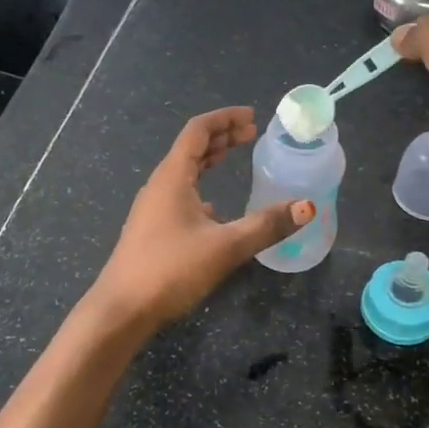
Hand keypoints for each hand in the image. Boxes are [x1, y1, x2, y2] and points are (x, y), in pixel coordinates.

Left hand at [90, 107, 311, 330]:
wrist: (121, 310)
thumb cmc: (170, 269)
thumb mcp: (225, 246)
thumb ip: (266, 225)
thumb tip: (307, 207)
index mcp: (172, 176)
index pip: (198, 131)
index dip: (225, 118)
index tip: (252, 117)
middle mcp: (159, 185)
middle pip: (191, 148)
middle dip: (222, 137)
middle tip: (251, 134)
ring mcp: (152, 208)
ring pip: (184, 172)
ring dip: (210, 160)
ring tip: (235, 158)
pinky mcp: (152, 230)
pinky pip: (179, 195)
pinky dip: (201, 188)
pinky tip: (215, 208)